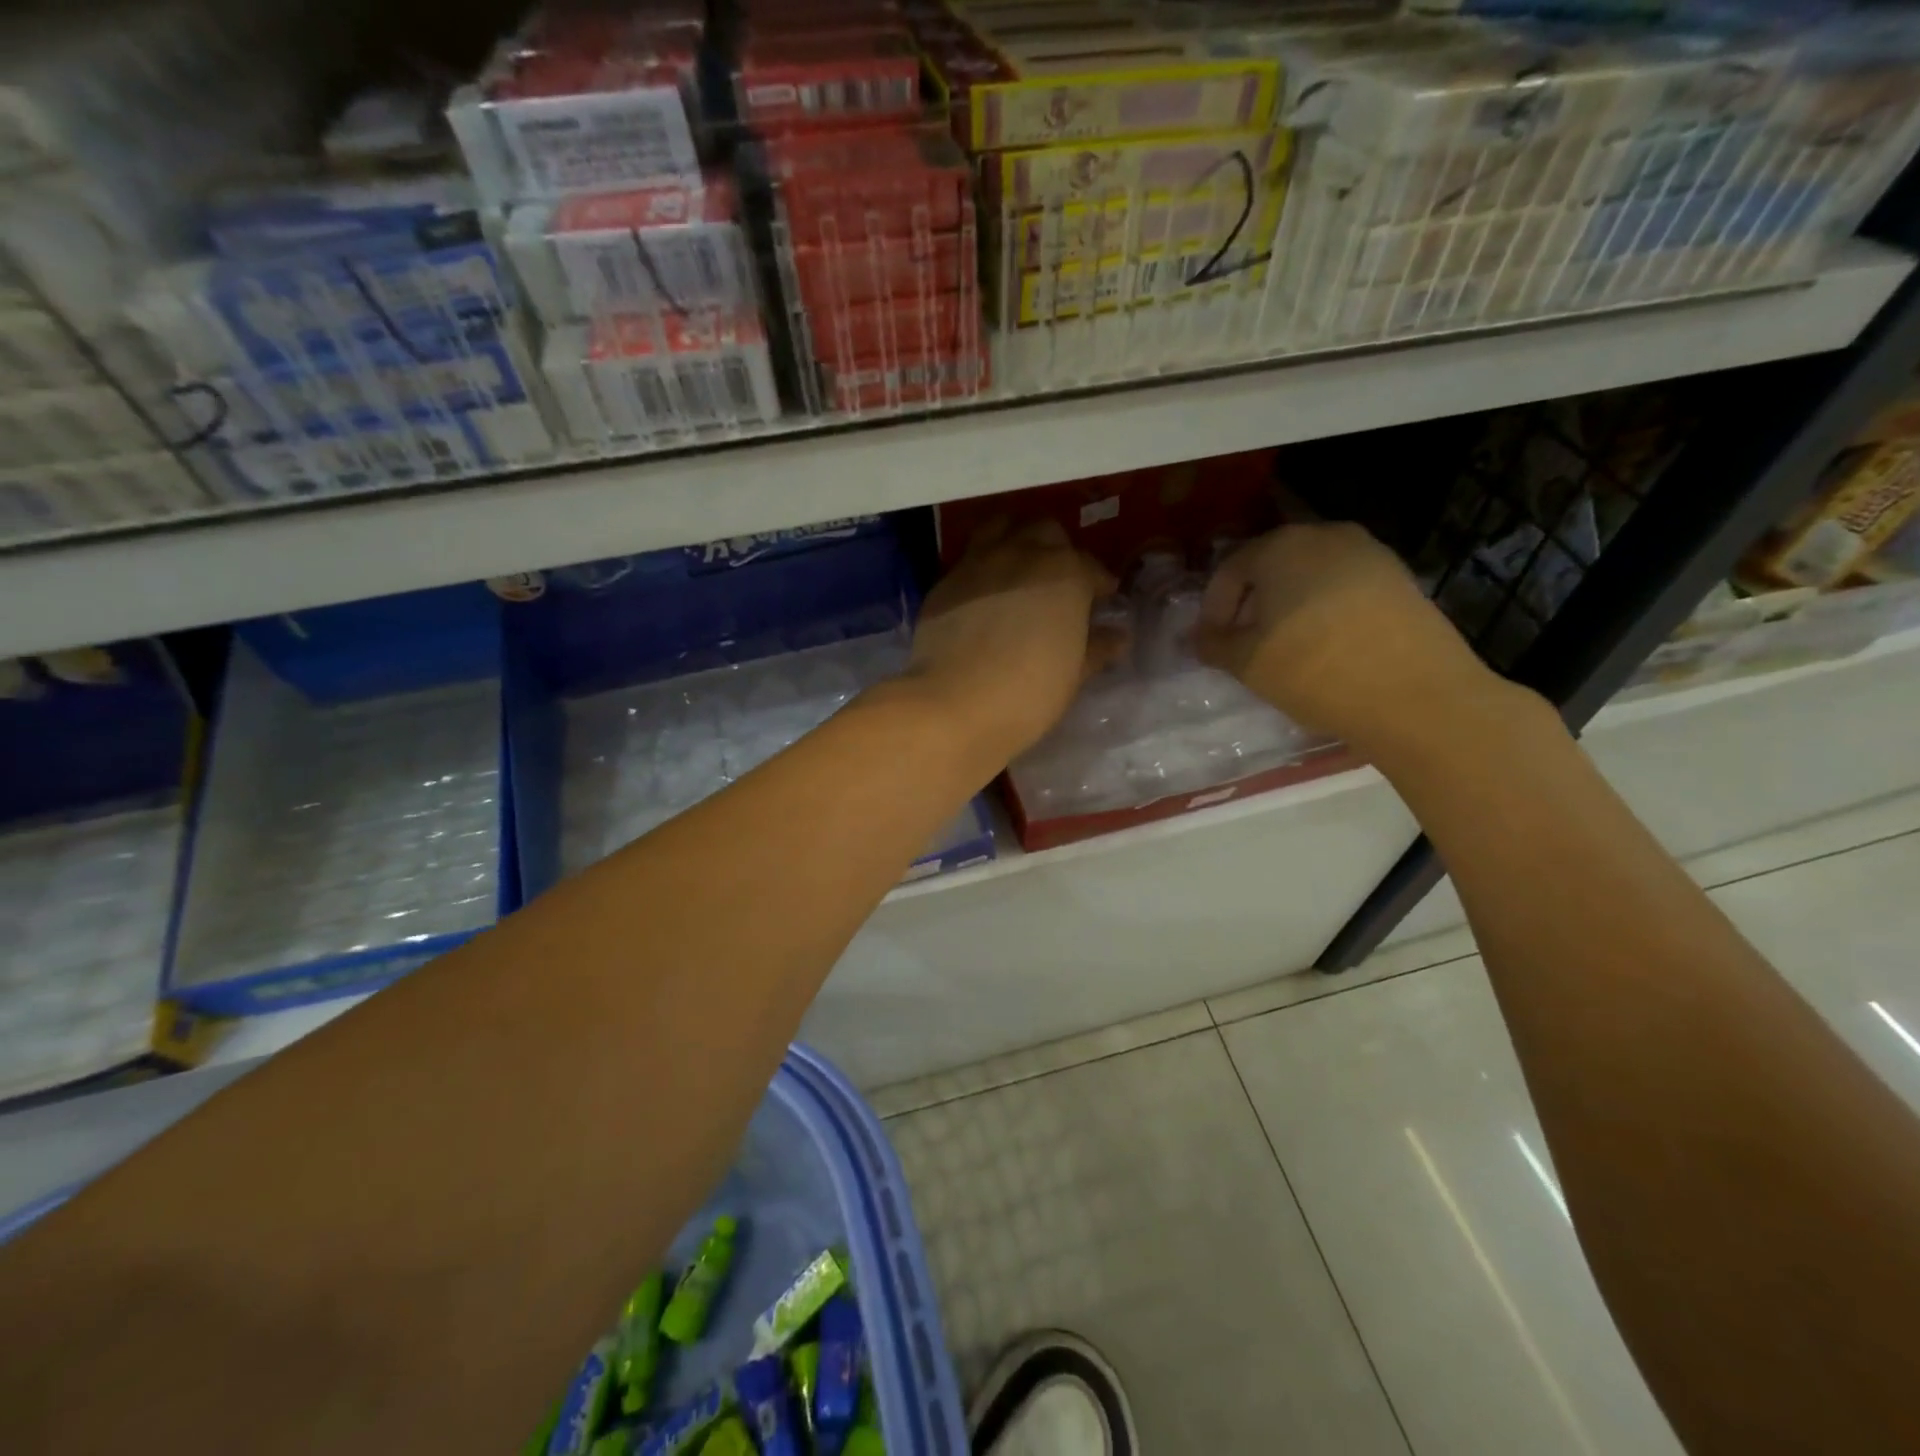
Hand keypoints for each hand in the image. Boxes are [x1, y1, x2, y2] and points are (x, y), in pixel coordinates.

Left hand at [903, 519, 1121, 767]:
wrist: (954, 703)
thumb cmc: (1028, 693)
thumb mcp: (1073, 675)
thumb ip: (1097, 648)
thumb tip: (1116, 636)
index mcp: (1066, 573)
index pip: (1091, 568)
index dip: (1099, 584)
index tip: (1101, 601)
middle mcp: (1023, 553)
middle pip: (1046, 533)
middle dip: (1058, 550)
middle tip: (1059, 582)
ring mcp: (978, 562)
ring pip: (1002, 528)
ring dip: (1016, 540)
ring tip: (1020, 569)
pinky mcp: (945, 581)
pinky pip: (969, 559)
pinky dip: (983, 566)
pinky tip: (984, 594)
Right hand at [1196, 522, 1499, 754]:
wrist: (1415, 694)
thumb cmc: (1314, 670)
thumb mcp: (1247, 663)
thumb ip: (1214, 644)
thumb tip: (1199, 637)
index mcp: (1281, 546)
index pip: (1230, 569)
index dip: (1214, 608)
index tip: (1212, 644)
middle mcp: (1325, 535)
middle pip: (1272, 565)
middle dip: (1251, 603)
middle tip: (1244, 644)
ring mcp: (1369, 553)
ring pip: (1310, 575)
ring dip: (1288, 606)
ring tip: (1285, 648)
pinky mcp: (1400, 578)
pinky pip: (1344, 587)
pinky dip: (1324, 610)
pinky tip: (1325, 646)